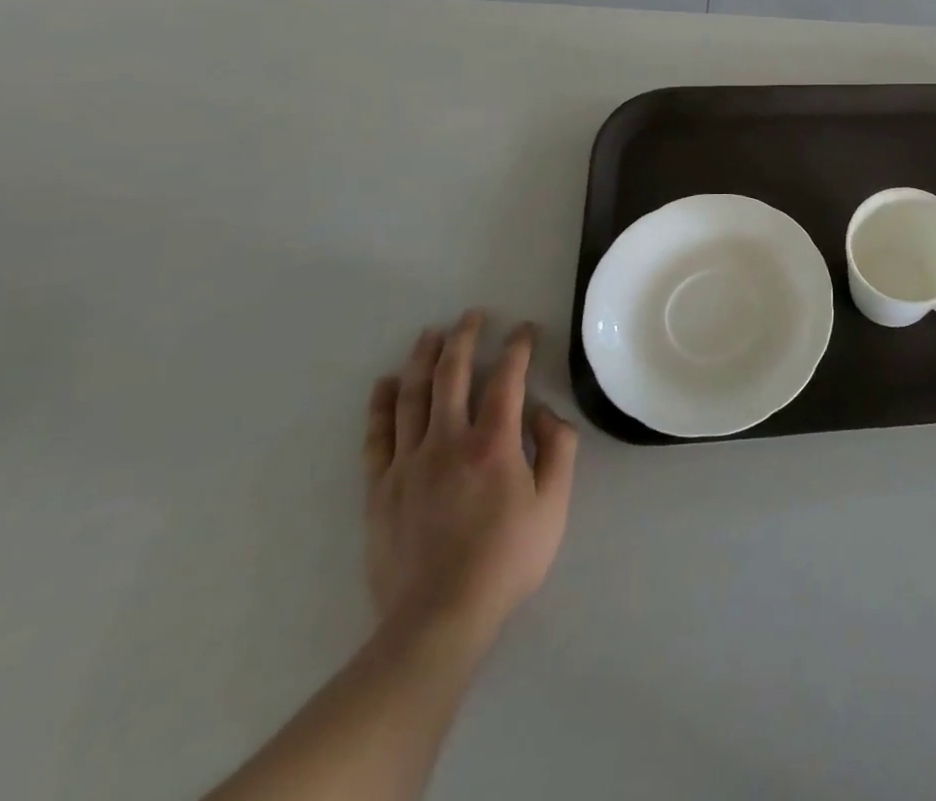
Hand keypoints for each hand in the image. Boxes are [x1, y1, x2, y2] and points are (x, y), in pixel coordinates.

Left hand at [364, 311, 578, 651]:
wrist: (437, 620)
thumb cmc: (507, 559)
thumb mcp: (554, 504)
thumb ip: (557, 450)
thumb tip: (543, 413)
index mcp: (494, 443)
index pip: (507, 378)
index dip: (518, 348)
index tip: (525, 330)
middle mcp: (448, 441)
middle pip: (452, 375)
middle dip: (464, 338)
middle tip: (472, 315)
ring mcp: (408, 463)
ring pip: (413, 397)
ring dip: (423, 359)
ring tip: (430, 334)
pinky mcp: (381, 489)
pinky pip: (378, 436)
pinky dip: (382, 405)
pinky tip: (386, 384)